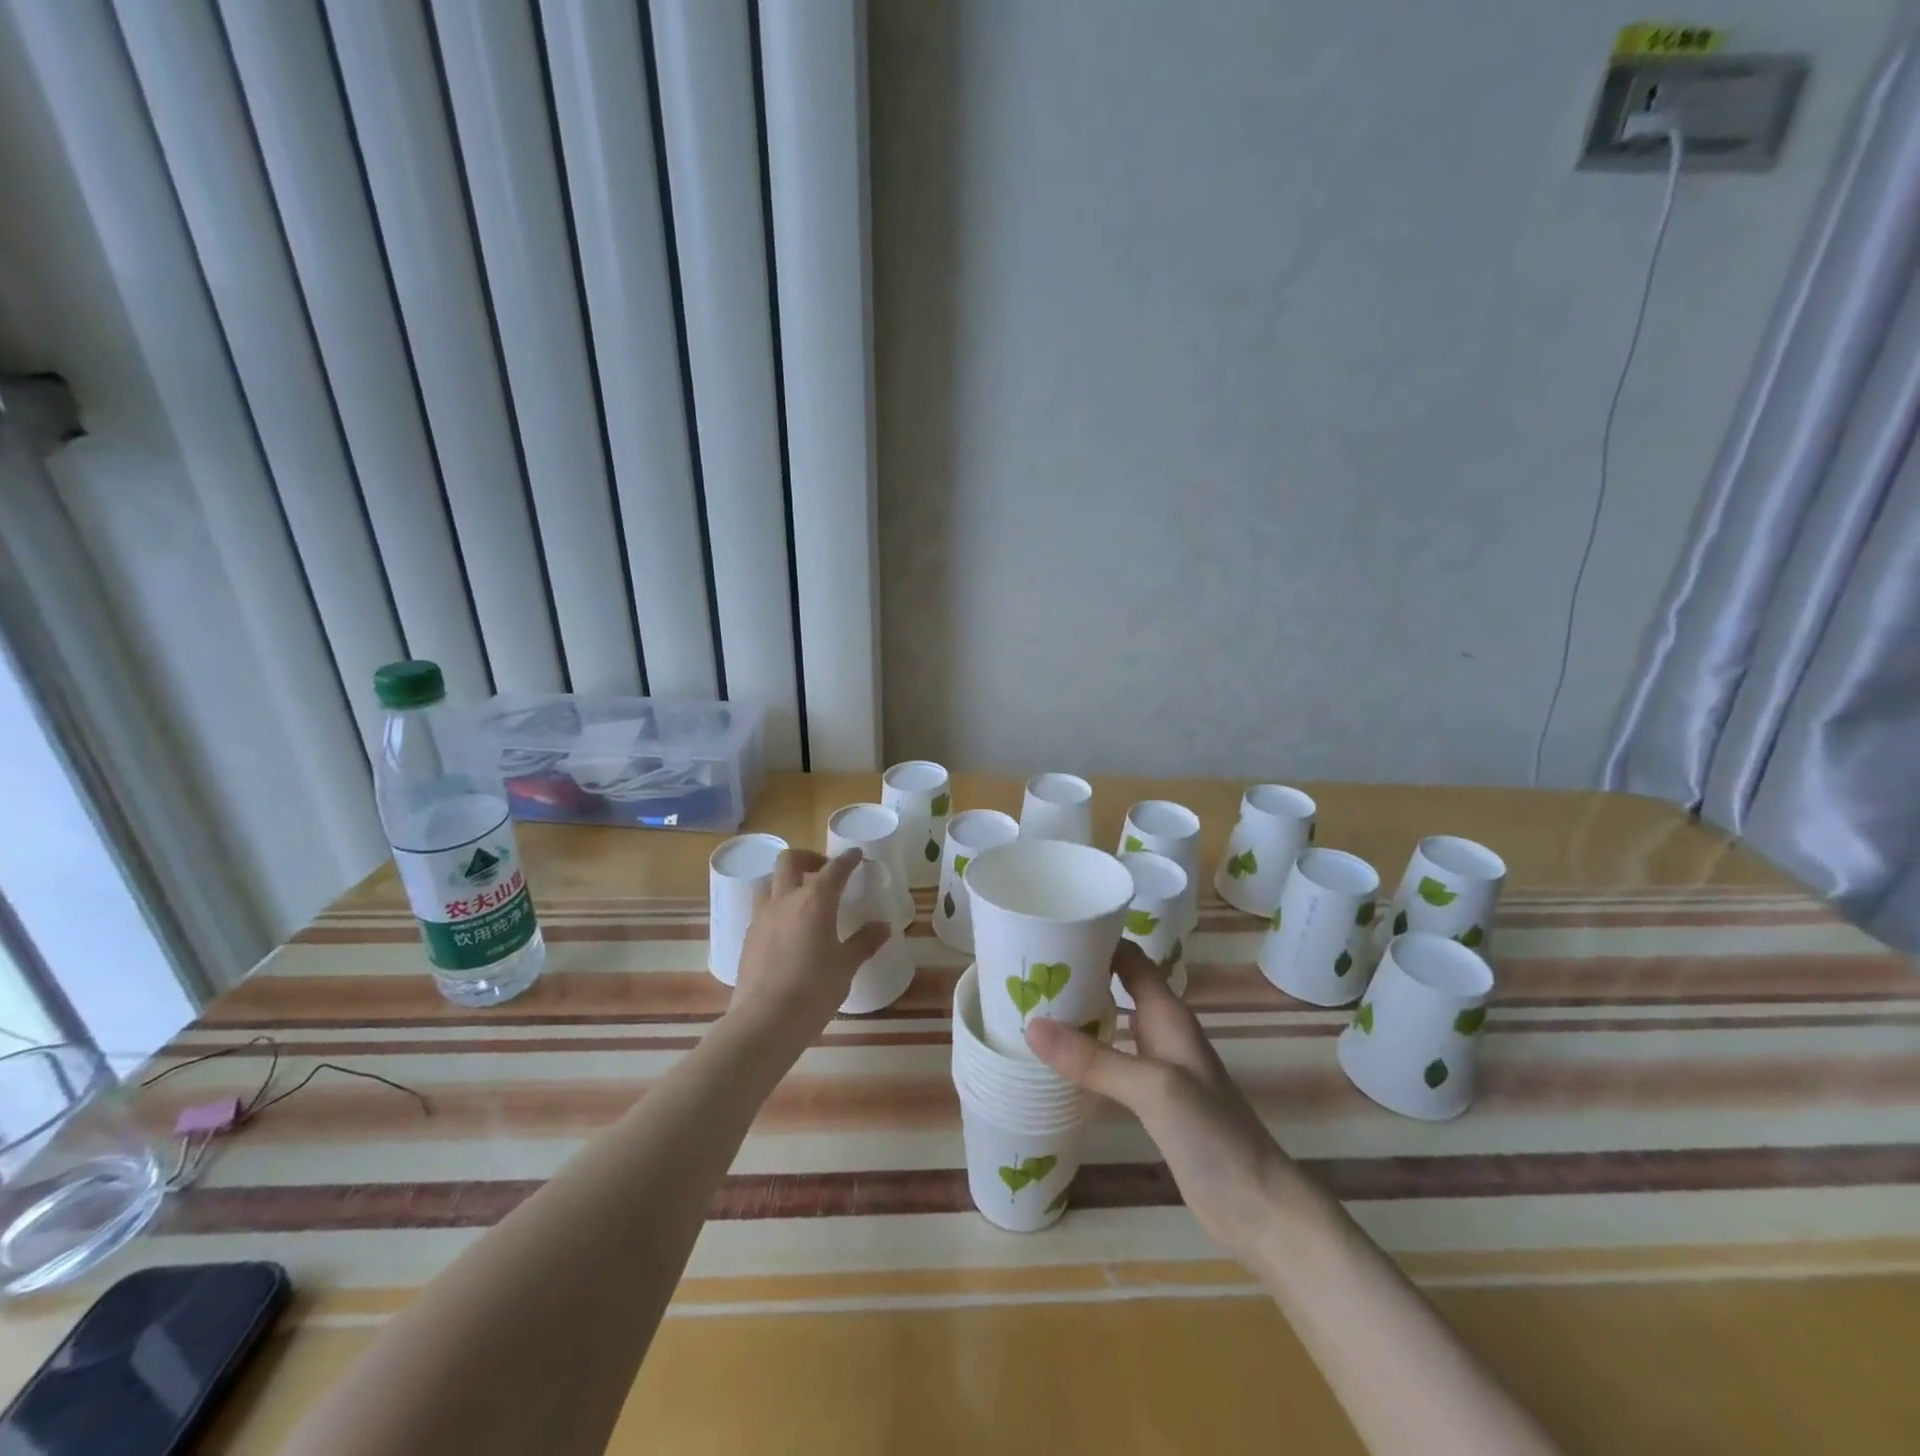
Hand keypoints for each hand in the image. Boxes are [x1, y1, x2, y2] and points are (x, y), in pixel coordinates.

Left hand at [727, 848, 889, 1051]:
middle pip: (790, 860)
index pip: (834, 868)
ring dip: (786, 882)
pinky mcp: (748, 938)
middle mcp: (785, 900)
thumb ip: (864, 942)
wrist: (764, 1022)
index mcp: (815, 901)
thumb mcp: (846, 966)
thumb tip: (883, 926)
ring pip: (770, 882)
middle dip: (809, 858)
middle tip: (824, 872)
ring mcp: (762, 918)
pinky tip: (788, 931)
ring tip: (803, 900)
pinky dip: (777, 909)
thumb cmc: (814, 990)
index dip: (847, 859)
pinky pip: (762, 910)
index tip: (856, 855)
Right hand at [1025, 941, 1292, 1259]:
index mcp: (1167, 1013)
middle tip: (1026, 971)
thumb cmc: (1212, 1133)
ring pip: (1112, 1023)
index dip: (1095, 938)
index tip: (1049, 932)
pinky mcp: (1152, 1100)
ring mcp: (1158, 1066)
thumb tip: (1031, 1025)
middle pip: (1116, 986)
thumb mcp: (1151, 1087)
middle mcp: (1162, 1031)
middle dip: (1078, 974)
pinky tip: (1056, 1062)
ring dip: (1079, 1013)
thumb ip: (1094, 1058)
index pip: (1128, 957)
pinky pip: (1111, 1061)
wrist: (1256, 1205)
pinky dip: (1085, 1054)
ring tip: (1031, 1008)